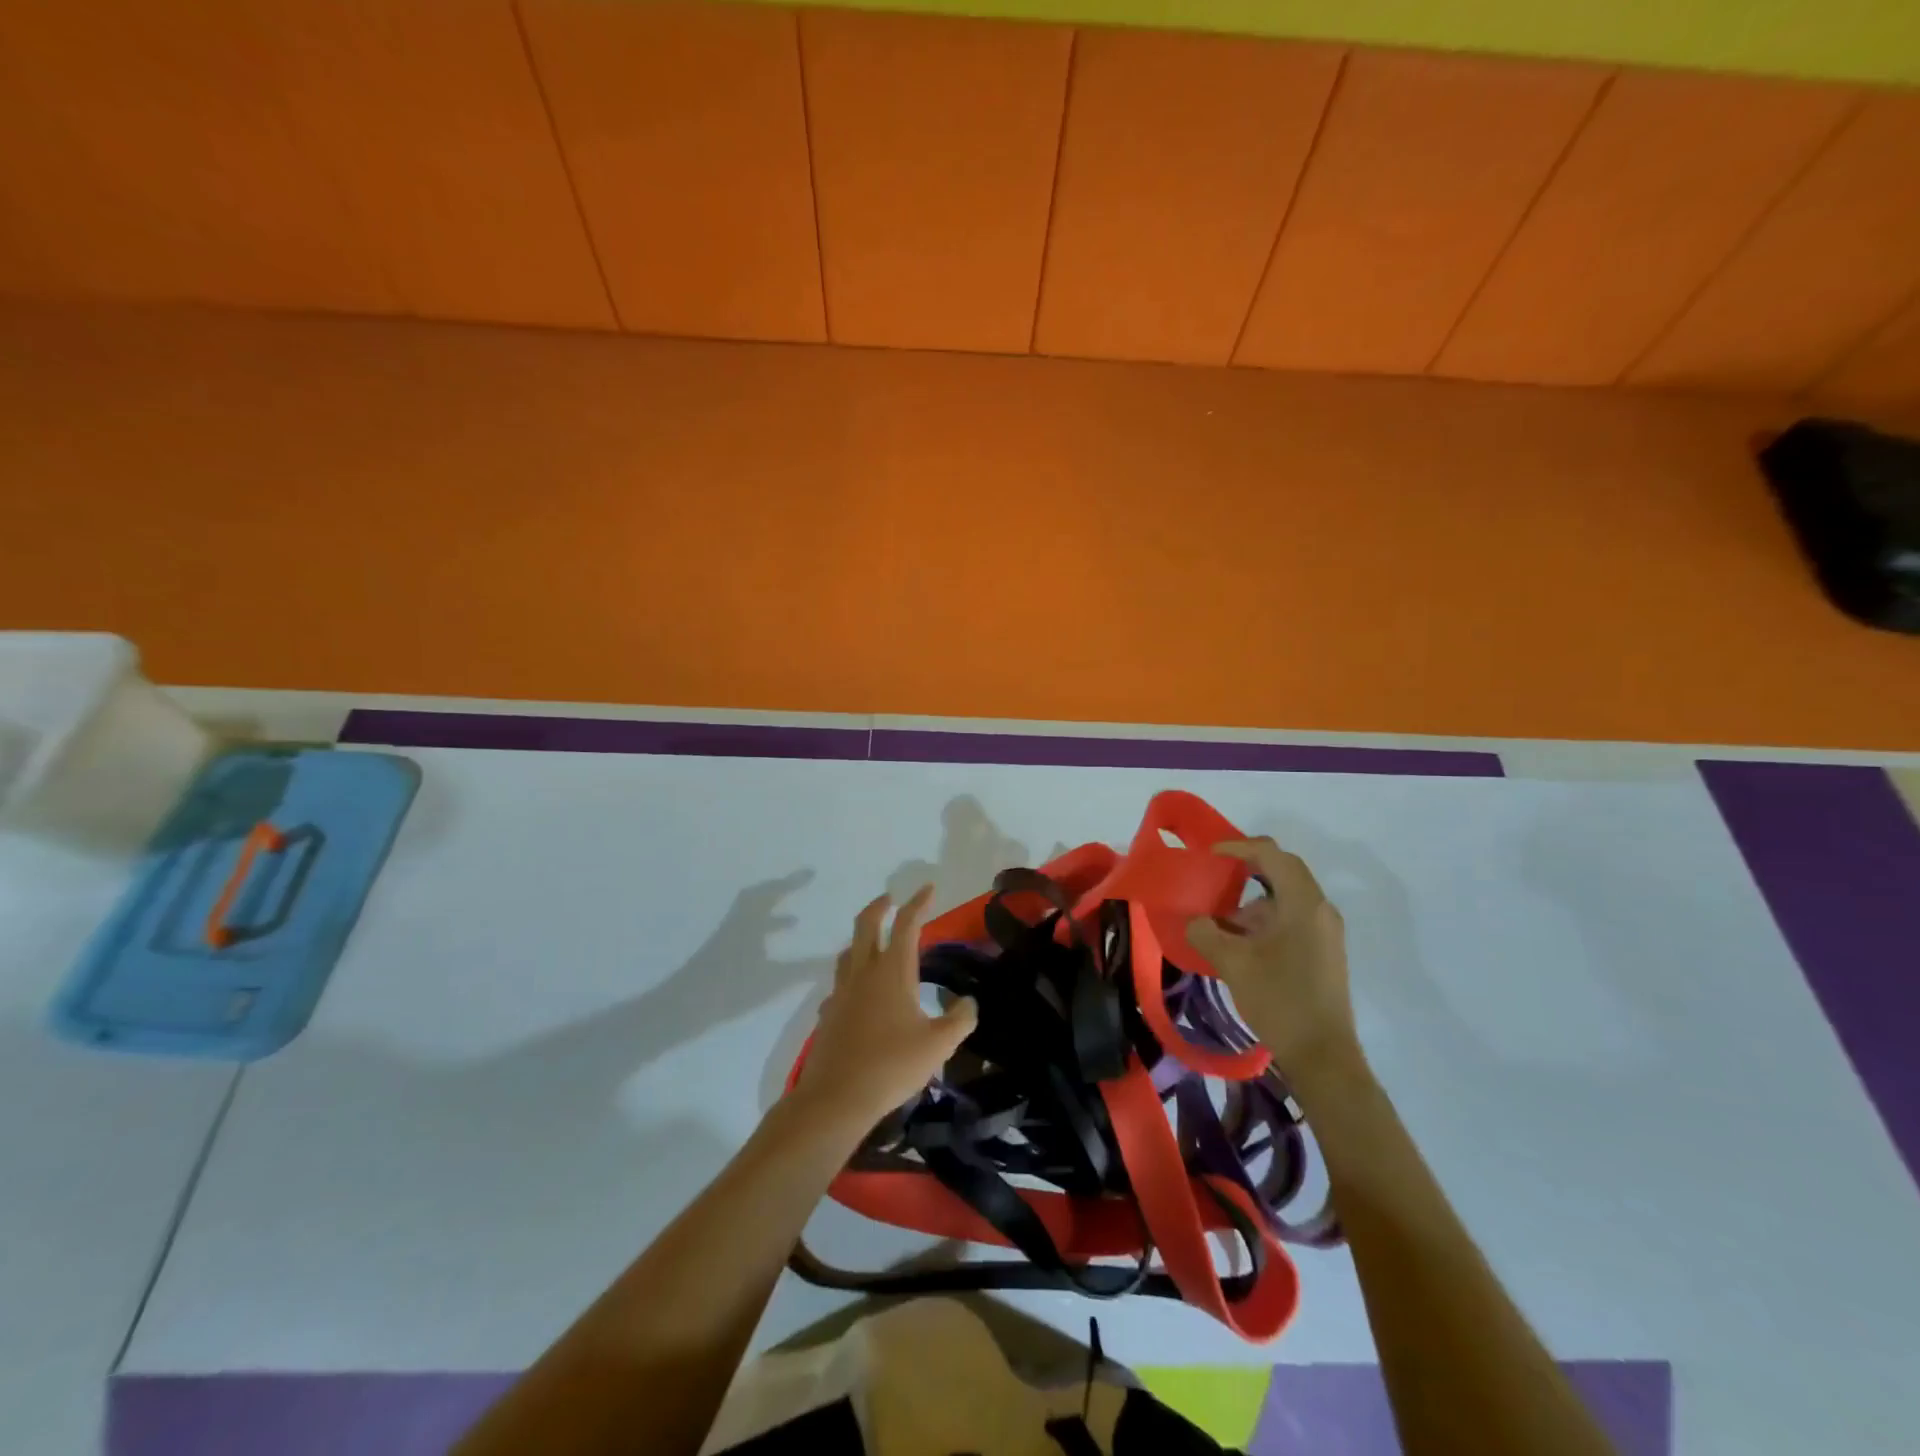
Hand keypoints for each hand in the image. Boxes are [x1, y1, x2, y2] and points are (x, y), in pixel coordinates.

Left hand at [795, 886, 977, 1128]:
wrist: (836, 1097)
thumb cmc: (892, 1065)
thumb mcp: (939, 1044)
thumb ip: (960, 1019)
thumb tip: (969, 1002)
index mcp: (893, 971)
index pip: (907, 924)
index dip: (919, 902)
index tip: (928, 888)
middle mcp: (864, 972)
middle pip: (867, 924)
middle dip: (880, 905)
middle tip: (890, 898)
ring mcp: (842, 991)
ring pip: (848, 951)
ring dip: (862, 939)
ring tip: (875, 944)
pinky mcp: (829, 1013)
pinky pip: (840, 984)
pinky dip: (851, 977)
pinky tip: (859, 995)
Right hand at [1187, 838, 1361, 1087]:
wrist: (1322, 1056)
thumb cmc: (1279, 1000)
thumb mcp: (1233, 963)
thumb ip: (1207, 932)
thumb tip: (1195, 921)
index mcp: (1304, 904)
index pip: (1272, 855)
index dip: (1239, 847)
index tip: (1210, 854)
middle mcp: (1320, 910)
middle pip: (1283, 872)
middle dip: (1246, 870)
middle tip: (1214, 875)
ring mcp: (1325, 932)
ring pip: (1285, 899)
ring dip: (1253, 902)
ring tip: (1220, 920)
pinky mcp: (1323, 952)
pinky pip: (1291, 920)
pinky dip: (1264, 921)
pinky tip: (1240, 943)